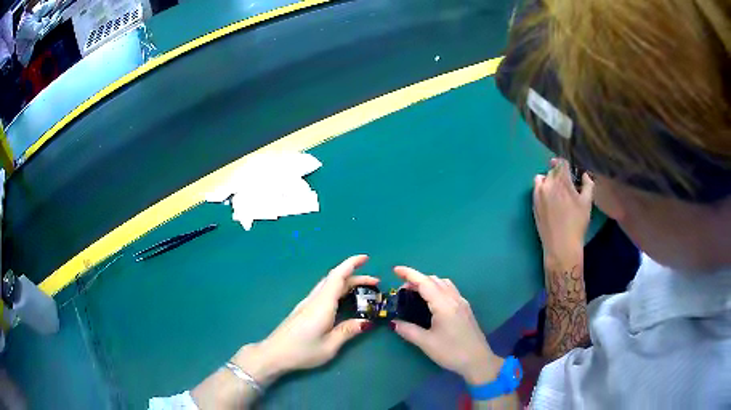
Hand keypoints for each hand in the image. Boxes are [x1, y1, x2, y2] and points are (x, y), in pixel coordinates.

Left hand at [232, 255, 377, 385]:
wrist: (274, 354)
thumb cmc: (302, 351)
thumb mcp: (329, 346)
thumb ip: (348, 331)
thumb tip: (367, 321)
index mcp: (322, 305)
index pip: (338, 277)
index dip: (351, 264)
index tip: (366, 257)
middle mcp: (314, 300)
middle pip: (335, 280)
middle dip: (355, 277)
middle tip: (375, 284)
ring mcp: (307, 304)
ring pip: (328, 286)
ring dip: (346, 283)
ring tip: (364, 291)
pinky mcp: (304, 310)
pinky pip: (324, 293)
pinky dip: (338, 290)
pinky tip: (343, 300)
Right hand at [390, 266, 501, 384]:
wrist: (478, 360)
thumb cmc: (452, 352)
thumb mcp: (426, 343)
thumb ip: (409, 330)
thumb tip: (394, 322)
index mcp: (444, 305)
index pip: (425, 283)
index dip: (409, 274)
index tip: (395, 270)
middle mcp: (454, 299)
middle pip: (434, 280)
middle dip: (417, 279)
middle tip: (401, 290)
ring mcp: (462, 303)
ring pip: (443, 283)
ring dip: (428, 283)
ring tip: (414, 293)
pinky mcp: (465, 309)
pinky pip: (449, 290)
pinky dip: (437, 288)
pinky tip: (431, 302)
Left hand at [533, 158, 593, 266]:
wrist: (561, 246)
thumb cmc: (577, 224)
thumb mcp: (587, 203)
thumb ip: (588, 184)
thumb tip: (584, 174)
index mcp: (562, 181)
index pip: (562, 162)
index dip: (567, 164)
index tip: (571, 169)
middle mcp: (548, 183)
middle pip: (553, 169)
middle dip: (560, 173)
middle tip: (567, 185)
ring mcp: (538, 193)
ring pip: (543, 177)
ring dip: (549, 179)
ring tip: (557, 191)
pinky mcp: (533, 203)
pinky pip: (536, 189)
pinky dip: (542, 188)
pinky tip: (549, 199)